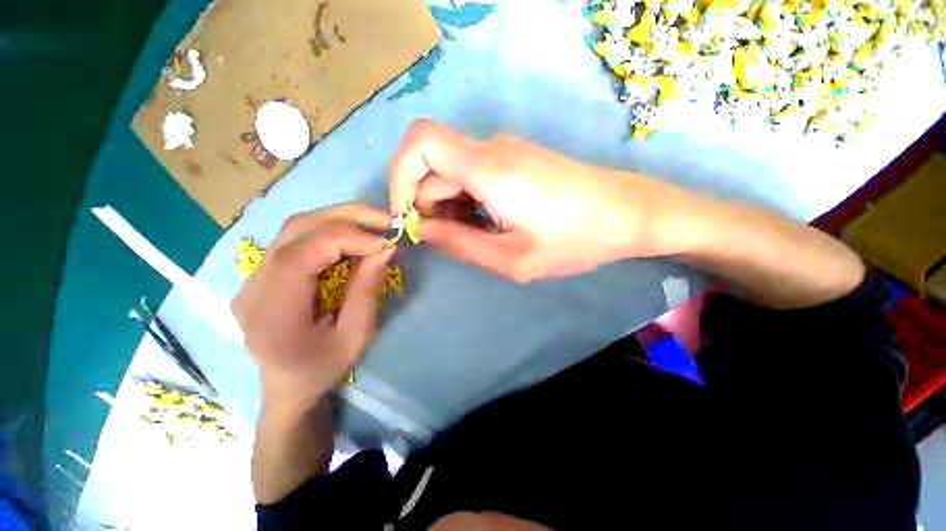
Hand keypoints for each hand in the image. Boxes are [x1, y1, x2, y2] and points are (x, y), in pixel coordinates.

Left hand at [232, 204, 393, 417]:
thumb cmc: (323, 368)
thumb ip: (367, 290)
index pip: (301, 254)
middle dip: (346, 217)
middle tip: (386, 220)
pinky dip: (330, 230)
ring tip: (374, 224)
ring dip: (339, 219)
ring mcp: (252, 277)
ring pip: (295, 227)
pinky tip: (354, 236)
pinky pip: (297, 238)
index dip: (347, 239)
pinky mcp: (263, 273)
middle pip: (295, 229)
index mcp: (271, 314)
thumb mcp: (356, 336)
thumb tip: (386, 249)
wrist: (287, 387)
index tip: (385, 244)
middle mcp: (252, 288)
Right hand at [389, 120, 689, 281]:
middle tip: (450, 240)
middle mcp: (492, 149)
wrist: (627, 213)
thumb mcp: (512, 258)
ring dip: (450, 206)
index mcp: (489, 169)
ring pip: (453, 172)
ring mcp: (505, 151)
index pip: (420, 142)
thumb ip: (460, 244)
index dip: (399, 175)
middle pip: (433, 165)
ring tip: (477, 237)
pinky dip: (467, 200)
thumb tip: (422, 230)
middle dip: (428, 204)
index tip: (407, 215)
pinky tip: (489, 224)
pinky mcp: (516, 159)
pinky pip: (473, 174)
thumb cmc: (575, 240)